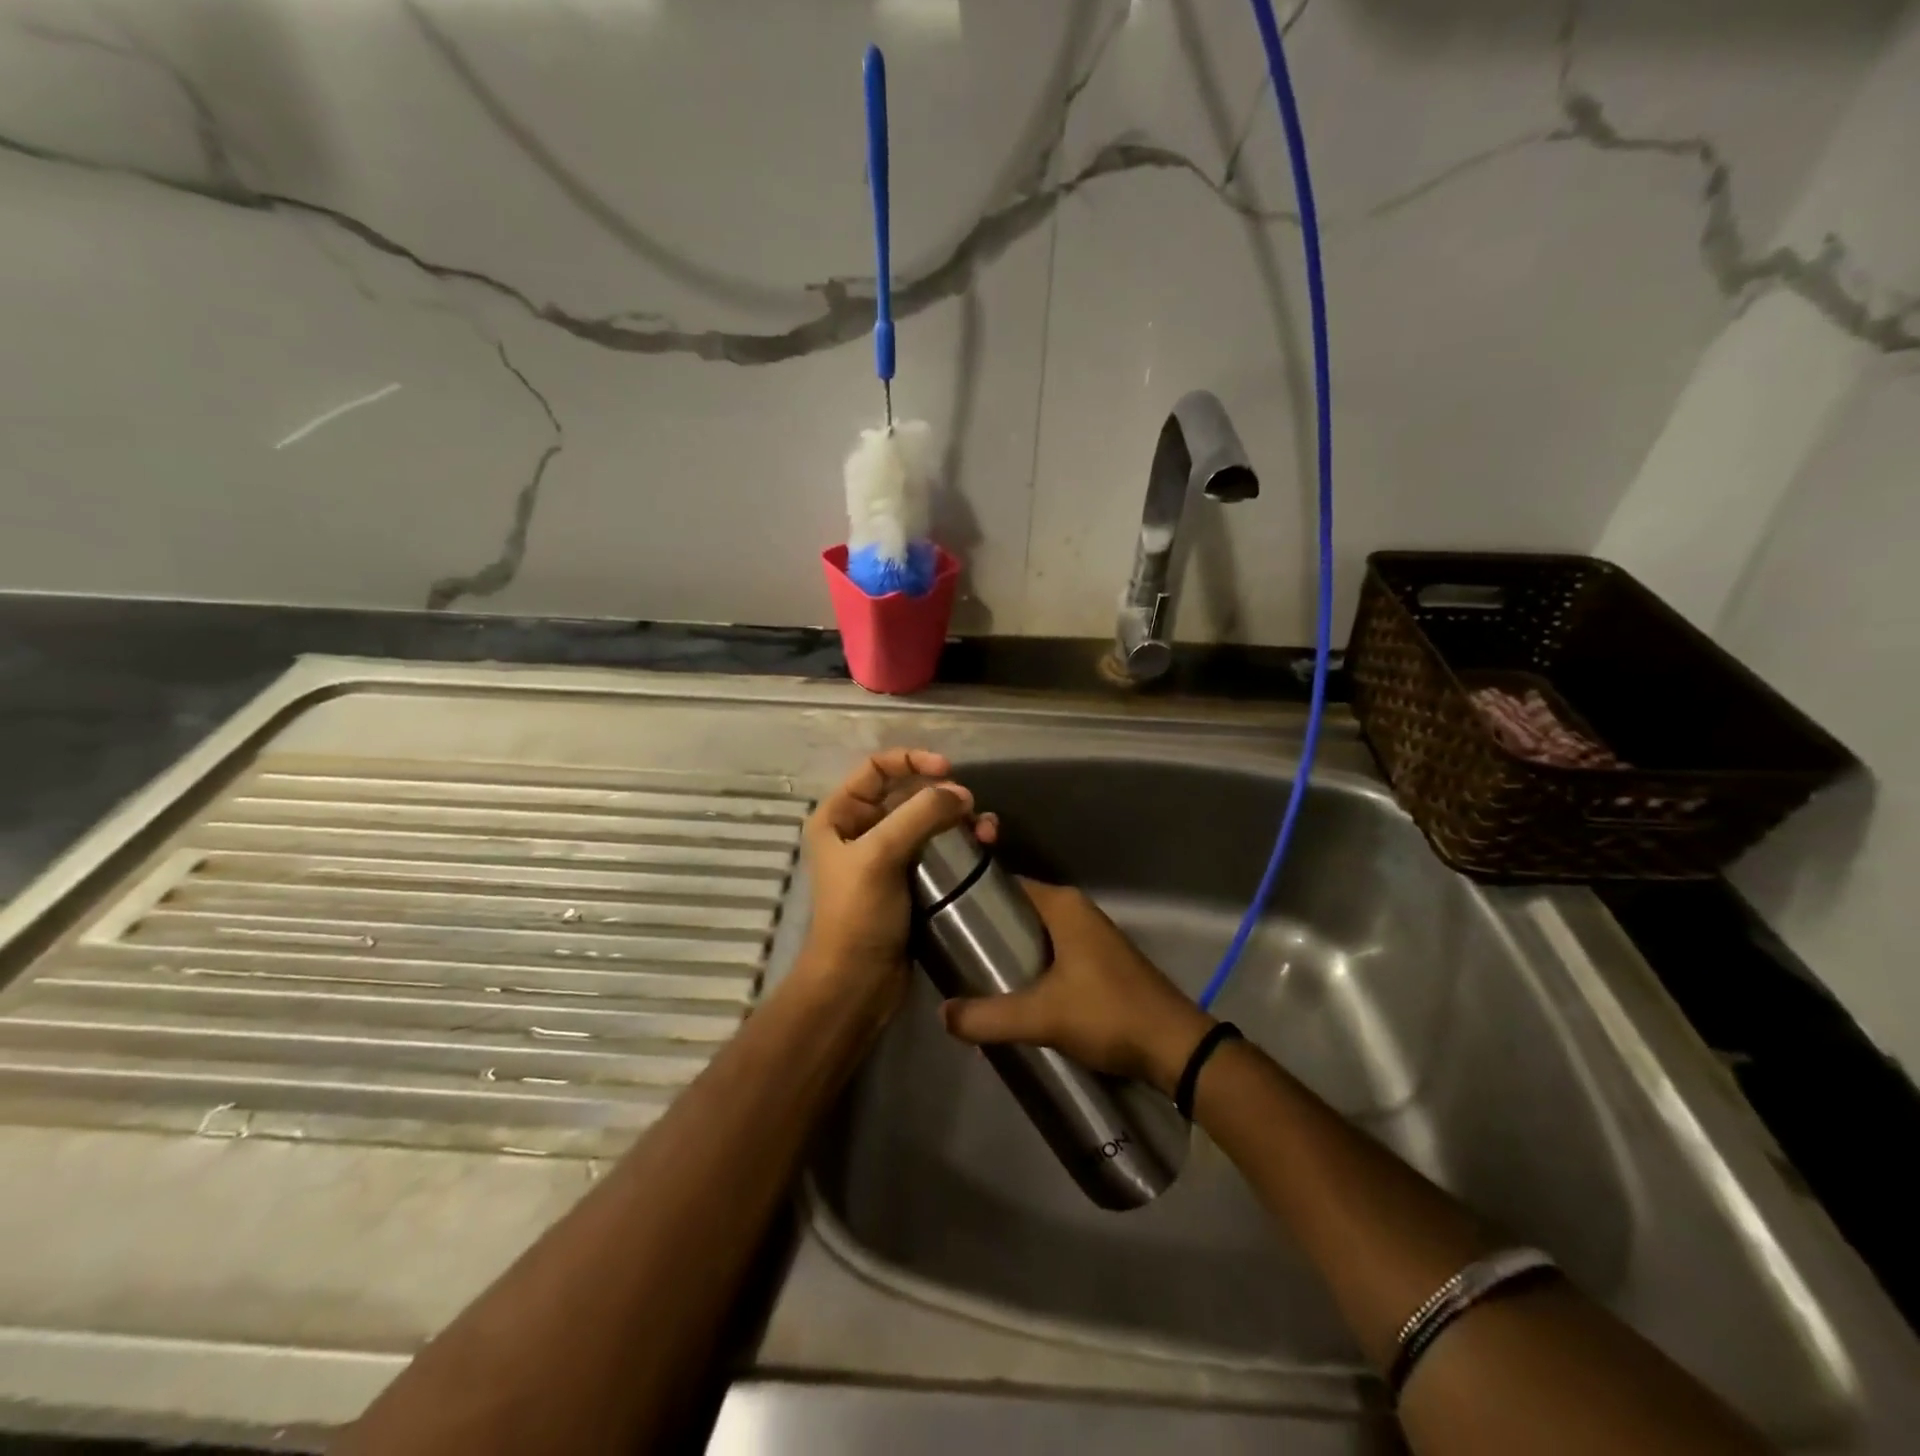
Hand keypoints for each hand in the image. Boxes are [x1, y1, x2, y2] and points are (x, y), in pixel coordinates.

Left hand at [793, 749, 993, 1017]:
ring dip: (959, 819)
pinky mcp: (910, 879)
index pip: (876, 768)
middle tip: (973, 808)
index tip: (948, 769)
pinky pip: (938, 847)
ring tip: (987, 831)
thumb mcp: (880, 856)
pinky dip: (961, 842)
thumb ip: (919, 815)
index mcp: (839, 815)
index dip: (912, 760)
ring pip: (929, 820)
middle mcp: (861, 829)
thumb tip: (961, 794)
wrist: (858, 983)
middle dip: (944, 794)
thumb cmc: (858, 915)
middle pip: (907, 792)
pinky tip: (985, 847)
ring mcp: (887, 855)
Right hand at [940, 880, 1215, 1096]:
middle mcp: (1077, 911)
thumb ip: (987, 1016)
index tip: (941, 917)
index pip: (1006, 885)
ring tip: (973, 975)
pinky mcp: (1100, 962)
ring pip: (1037, 935)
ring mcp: (1092, 936)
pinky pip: (1054, 953)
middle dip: (988, 932)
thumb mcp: (1041, 1016)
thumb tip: (942, 1015)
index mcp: (1063, 906)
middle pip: (1019, 912)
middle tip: (952, 955)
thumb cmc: (1107, 1015)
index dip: (972, 898)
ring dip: (1010, 952)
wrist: (1175, 1047)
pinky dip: (1032, 967)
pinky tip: (1013, 993)